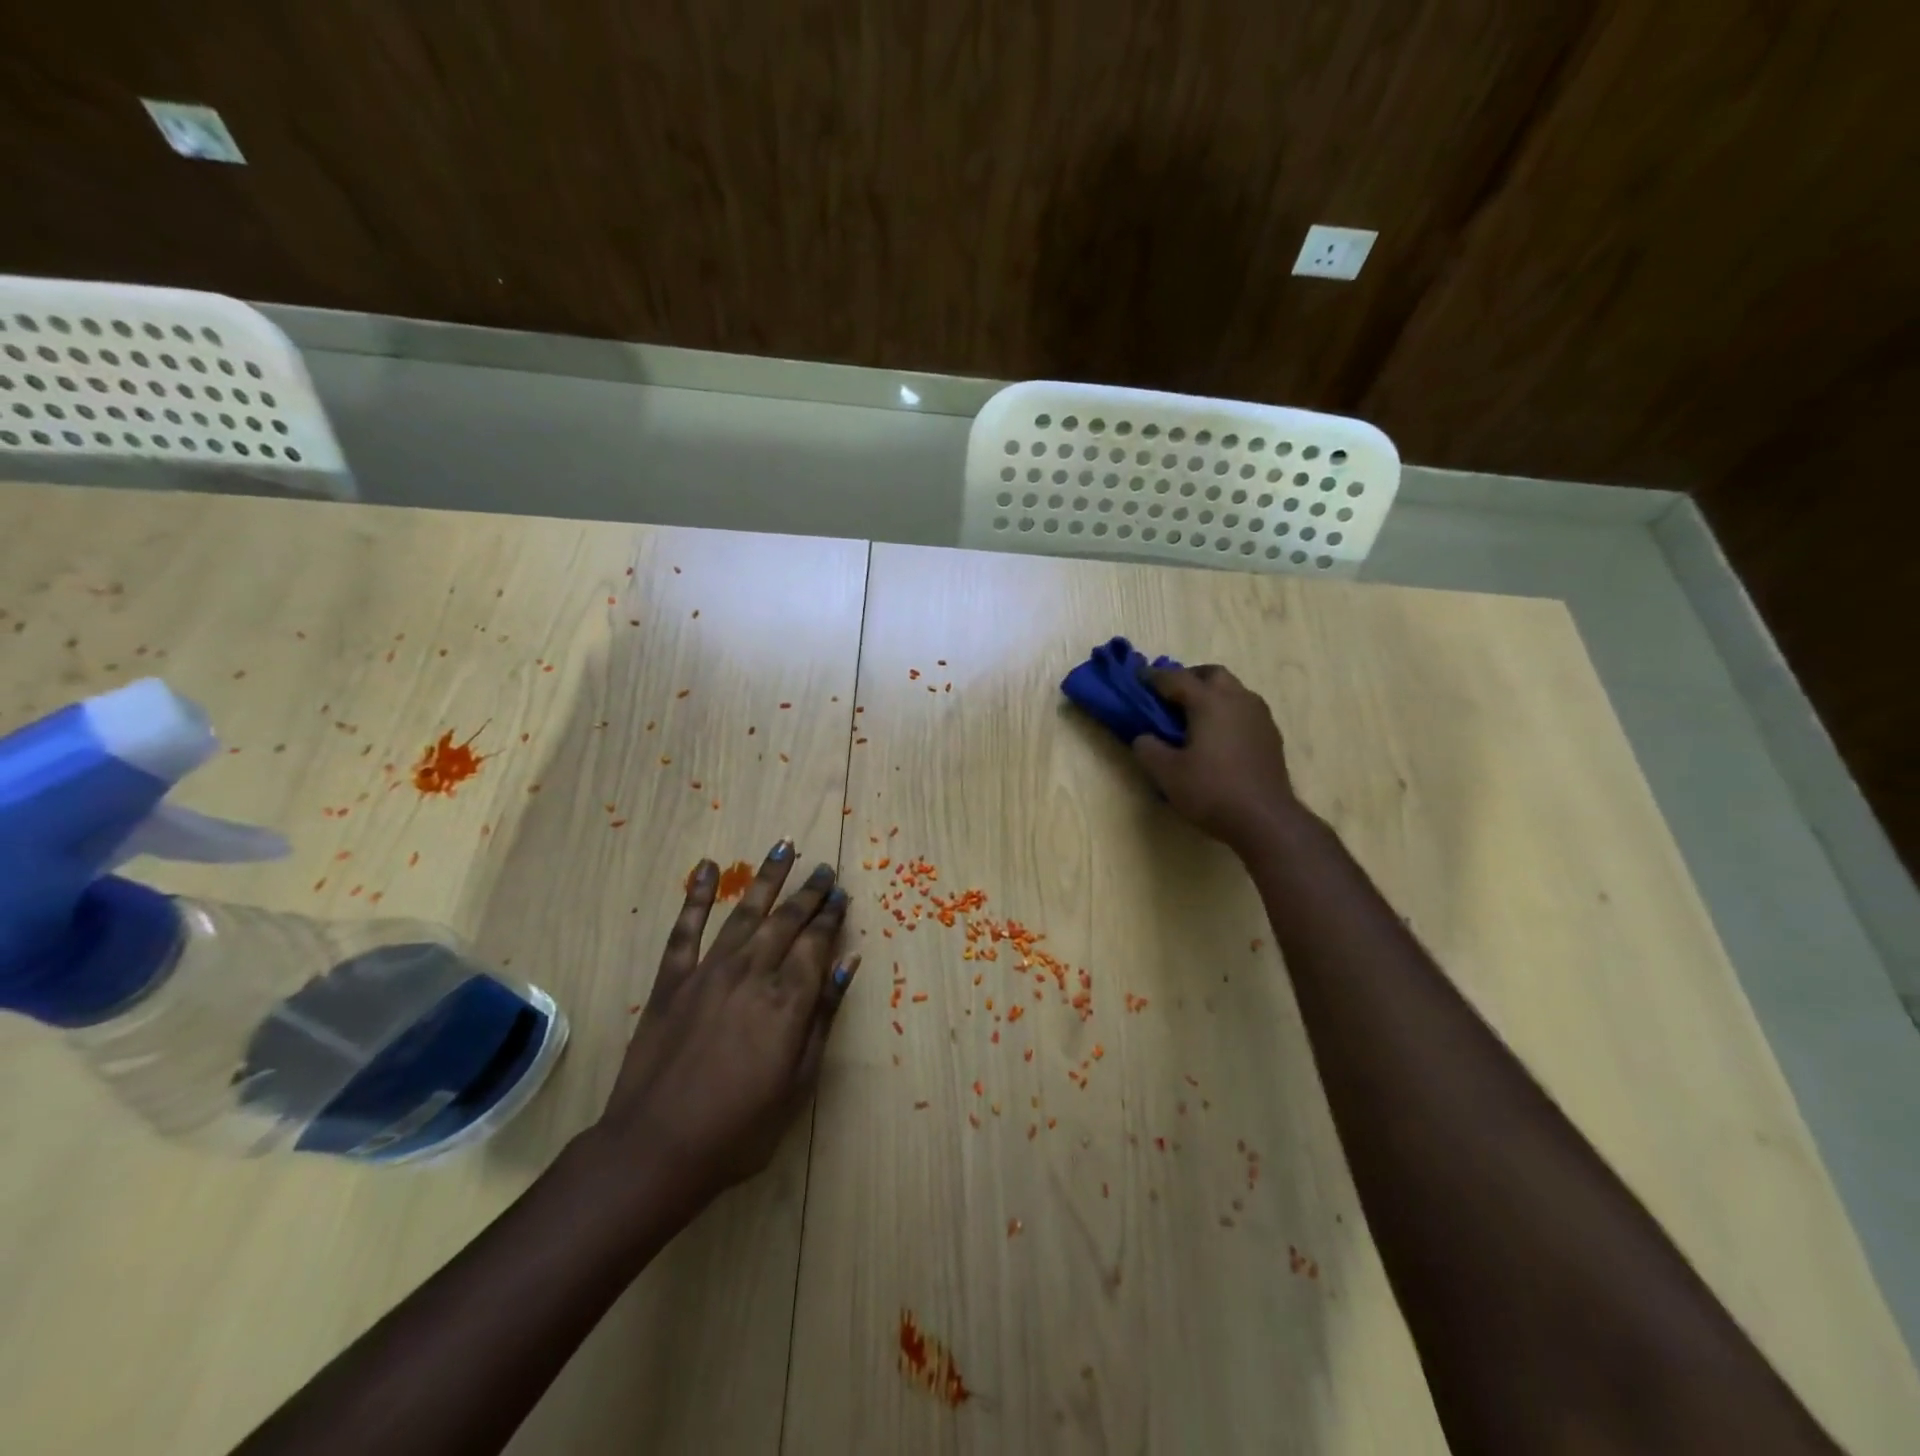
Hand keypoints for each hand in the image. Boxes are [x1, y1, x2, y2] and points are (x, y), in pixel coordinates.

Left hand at [593, 842, 856, 1207]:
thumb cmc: (740, 1128)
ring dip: (768, 878)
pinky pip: (685, 929)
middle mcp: (752, 973)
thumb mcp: (799, 1083)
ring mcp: (708, 972)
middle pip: (787, 920)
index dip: (832, 916)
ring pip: (746, 912)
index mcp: (787, 1000)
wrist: (656, 1150)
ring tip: (784, 846)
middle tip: (823, 868)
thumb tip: (849, 964)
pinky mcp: (671, 981)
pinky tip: (708, 867)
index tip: (842, 894)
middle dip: (809, 892)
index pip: (817, 943)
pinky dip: (697, 895)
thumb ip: (824, 1017)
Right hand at [1131, 664, 1301, 855]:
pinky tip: (1216, 737)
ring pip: (1232, 690)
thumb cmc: (1212, 791)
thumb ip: (1147, 748)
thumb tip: (1144, 737)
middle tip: (1169, 697)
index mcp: (1209, 702)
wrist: (1265, 819)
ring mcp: (1259, 716)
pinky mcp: (1270, 735)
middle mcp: (1238, 699)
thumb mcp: (1166, 773)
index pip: (1175, 678)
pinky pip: (1244, 710)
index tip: (1137, 679)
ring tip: (1192, 718)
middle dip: (1188, 679)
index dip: (1153, 677)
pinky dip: (1226, 713)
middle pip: (1211, 674)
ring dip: (1210, 695)